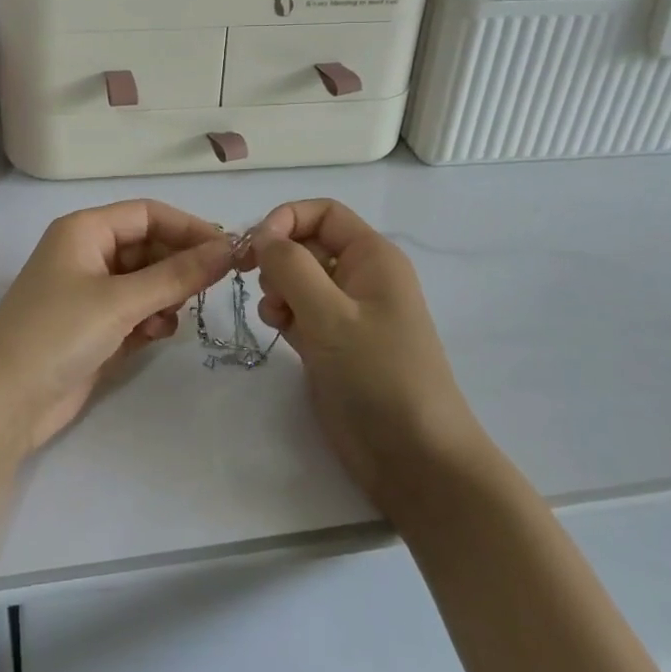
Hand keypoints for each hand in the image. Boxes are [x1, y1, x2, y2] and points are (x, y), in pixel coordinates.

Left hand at [0, 200, 233, 454]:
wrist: (4, 402)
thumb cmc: (59, 333)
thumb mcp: (121, 300)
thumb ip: (178, 274)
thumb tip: (228, 248)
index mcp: (85, 230)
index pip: (148, 214)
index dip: (188, 227)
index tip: (228, 251)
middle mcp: (87, 253)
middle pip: (148, 246)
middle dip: (179, 265)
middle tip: (213, 287)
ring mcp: (89, 292)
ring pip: (145, 280)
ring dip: (166, 295)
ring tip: (171, 317)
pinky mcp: (93, 327)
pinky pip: (135, 310)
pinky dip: (150, 318)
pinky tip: (156, 334)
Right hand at [247, 199, 479, 507]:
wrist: (415, 458)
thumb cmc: (378, 375)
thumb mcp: (330, 314)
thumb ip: (290, 266)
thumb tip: (262, 235)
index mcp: (372, 257)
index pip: (323, 213)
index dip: (286, 219)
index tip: (256, 248)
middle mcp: (361, 277)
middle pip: (307, 243)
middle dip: (278, 258)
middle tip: (261, 286)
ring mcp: (348, 312)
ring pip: (299, 278)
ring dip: (277, 288)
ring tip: (275, 315)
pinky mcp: (335, 343)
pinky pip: (300, 310)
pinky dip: (284, 313)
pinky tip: (278, 331)